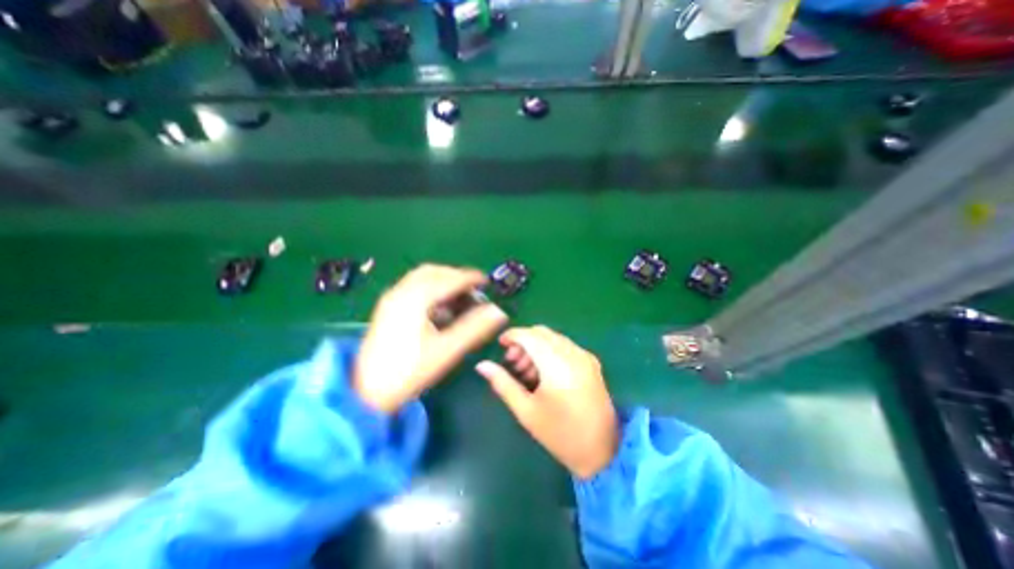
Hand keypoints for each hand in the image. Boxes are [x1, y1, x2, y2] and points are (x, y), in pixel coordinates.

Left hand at [353, 263, 506, 416]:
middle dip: (456, 276)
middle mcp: (401, 291)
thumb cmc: (409, 371)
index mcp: (415, 299)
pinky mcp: (388, 307)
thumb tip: (499, 312)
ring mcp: (391, 298)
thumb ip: (475, 328)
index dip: (470, 278)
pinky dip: (431, 288)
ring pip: (421, 277)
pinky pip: (413, 286)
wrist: (366, 392)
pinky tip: (439, 306)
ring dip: (443, 281)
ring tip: (459, 296)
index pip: (448, 279)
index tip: (486, 281)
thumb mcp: (446, 350)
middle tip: (473, 289)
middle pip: (433, 272)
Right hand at [475, 326, 616, 476]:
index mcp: (556, 364)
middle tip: (512, 362)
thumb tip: (482, 365)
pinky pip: (565, 346)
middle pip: (542, 333)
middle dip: (523, 341)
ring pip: (554, 338)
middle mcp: (572, 353)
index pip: (529, 336)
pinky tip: (544, 371)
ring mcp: (584, 356)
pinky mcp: (591, 362)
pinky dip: (550, 351)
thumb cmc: (559, 434)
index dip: (512, 335)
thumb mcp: (526, 410)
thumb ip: (503, 383)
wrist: (602, 451)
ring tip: (526, 370)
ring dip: (536, 346)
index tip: (500, 344)